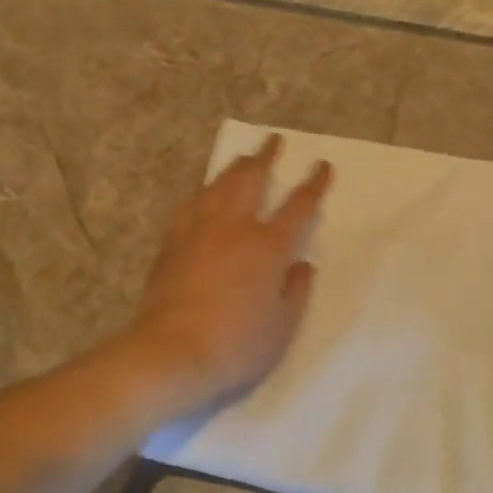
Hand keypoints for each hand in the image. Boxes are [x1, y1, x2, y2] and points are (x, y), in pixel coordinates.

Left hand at [127, 135, 331, 412]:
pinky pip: (190, 205)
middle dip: (265, 157)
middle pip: (250, 180)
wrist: (171, 352)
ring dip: (233, 168)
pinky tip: (202, 194)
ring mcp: (199, 231)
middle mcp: (234, 228)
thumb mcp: (282, 326)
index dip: (313, 184)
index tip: (322, 164)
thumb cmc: (236, 344)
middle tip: (273, 140)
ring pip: (217, 186)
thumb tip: (303, 265)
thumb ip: (296, 290)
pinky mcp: (172, 243)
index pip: (298, 207)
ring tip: (242, 158)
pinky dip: (202, 193)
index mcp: (268, 247)